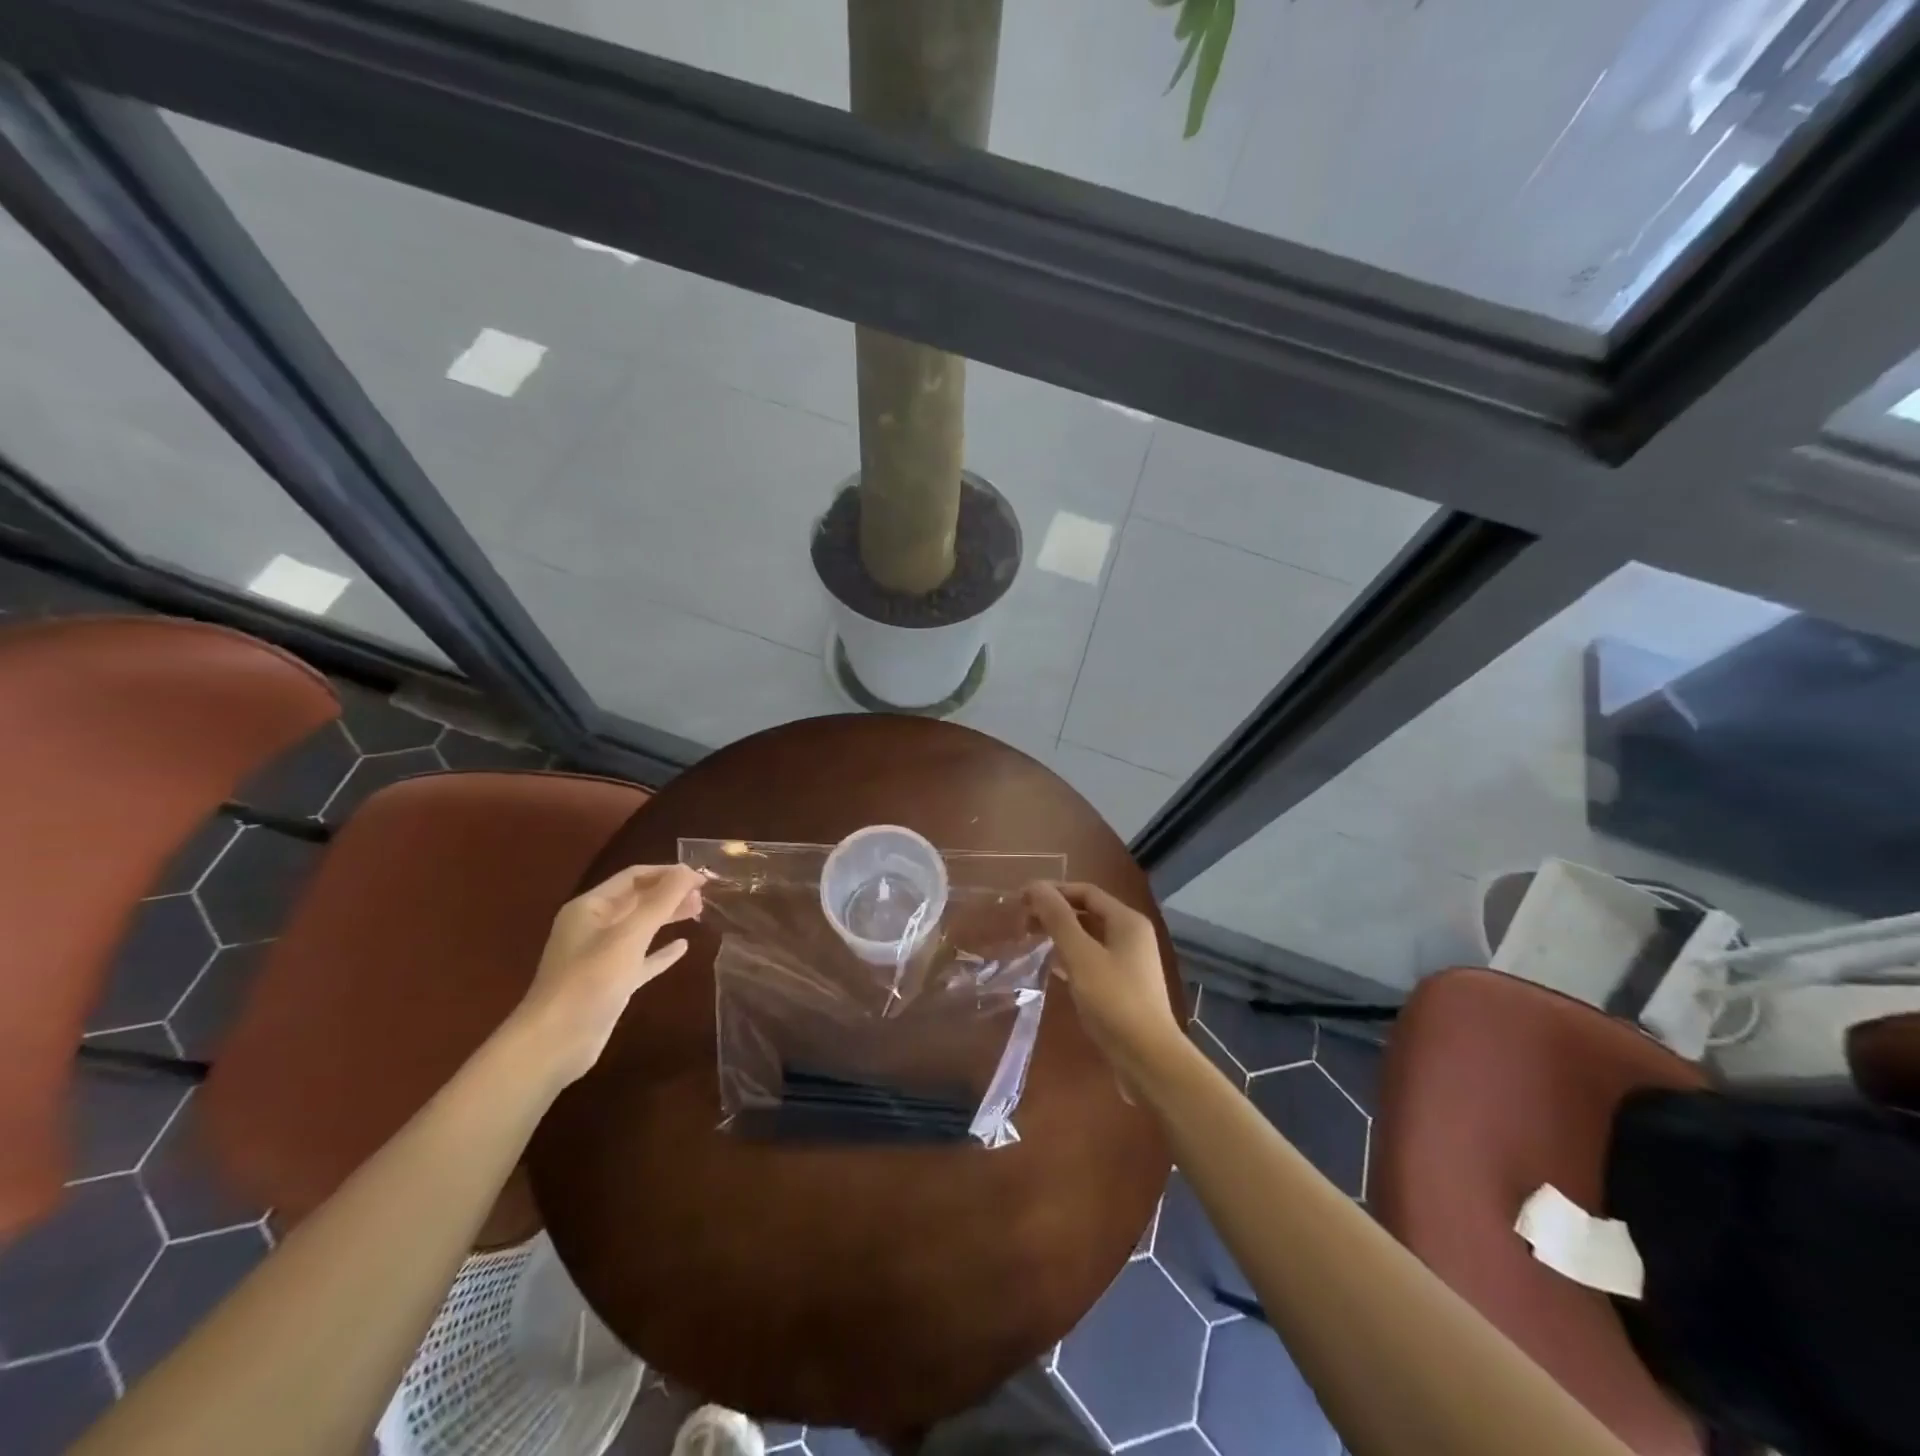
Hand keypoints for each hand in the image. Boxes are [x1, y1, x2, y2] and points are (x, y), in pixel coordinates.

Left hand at [511, 864, 703, 1086]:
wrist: (555, 1043)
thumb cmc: (590, 980)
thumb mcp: (630, 935)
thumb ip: (661, 901)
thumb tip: (688, 870)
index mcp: (590, 908)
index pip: (634, 877)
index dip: (668, 873)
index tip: (702, 877)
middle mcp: (593, 927)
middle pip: (638, 900)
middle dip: (670, 894)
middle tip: (705, 896)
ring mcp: (601, 956)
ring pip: (641, 928)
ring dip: (668, 917)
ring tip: (700, 912)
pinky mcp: (610, 982)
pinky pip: (641, 958)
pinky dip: (661, 951)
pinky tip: (683, 947)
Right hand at [1025, 881, 1181, 1088]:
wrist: (1148, 1059)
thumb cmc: (1114, 1001)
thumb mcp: (1081, 956)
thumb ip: (1058, 919)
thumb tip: (1035, 885)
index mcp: (1127, 921)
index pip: (1086, 892)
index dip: (1053, 891)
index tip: (1021, 900)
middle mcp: (1132, 935)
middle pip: (1088, 912)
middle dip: (1055, 912)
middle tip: (1022, 921)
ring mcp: (1129, 962)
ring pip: (1089, 937)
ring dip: (1061, 935)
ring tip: (1030, 940)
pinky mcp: (1123, 986)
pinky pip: (1092, 959)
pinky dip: (1070, 957)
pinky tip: (1050, 967)